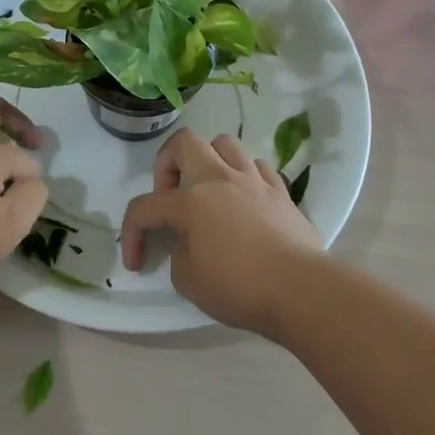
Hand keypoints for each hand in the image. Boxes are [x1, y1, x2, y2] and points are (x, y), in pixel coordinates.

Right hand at [120, 129, 322, 334]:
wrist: (303, 291)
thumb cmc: (240, 287)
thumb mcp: (188, 281)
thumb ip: (178, 253)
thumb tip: (189, 242)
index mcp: (190, 201)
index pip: (144, 207)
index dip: (131, 234)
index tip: (136, 263)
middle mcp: (219, 179)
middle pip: (184, 143)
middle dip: (167, 165)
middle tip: (171, 197)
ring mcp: (253, 181)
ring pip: (225, 144)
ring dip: (208, 161)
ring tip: (208, 190)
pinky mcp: (282, 192)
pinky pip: (258, 167)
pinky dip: (245, 177)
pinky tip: (244, 200)